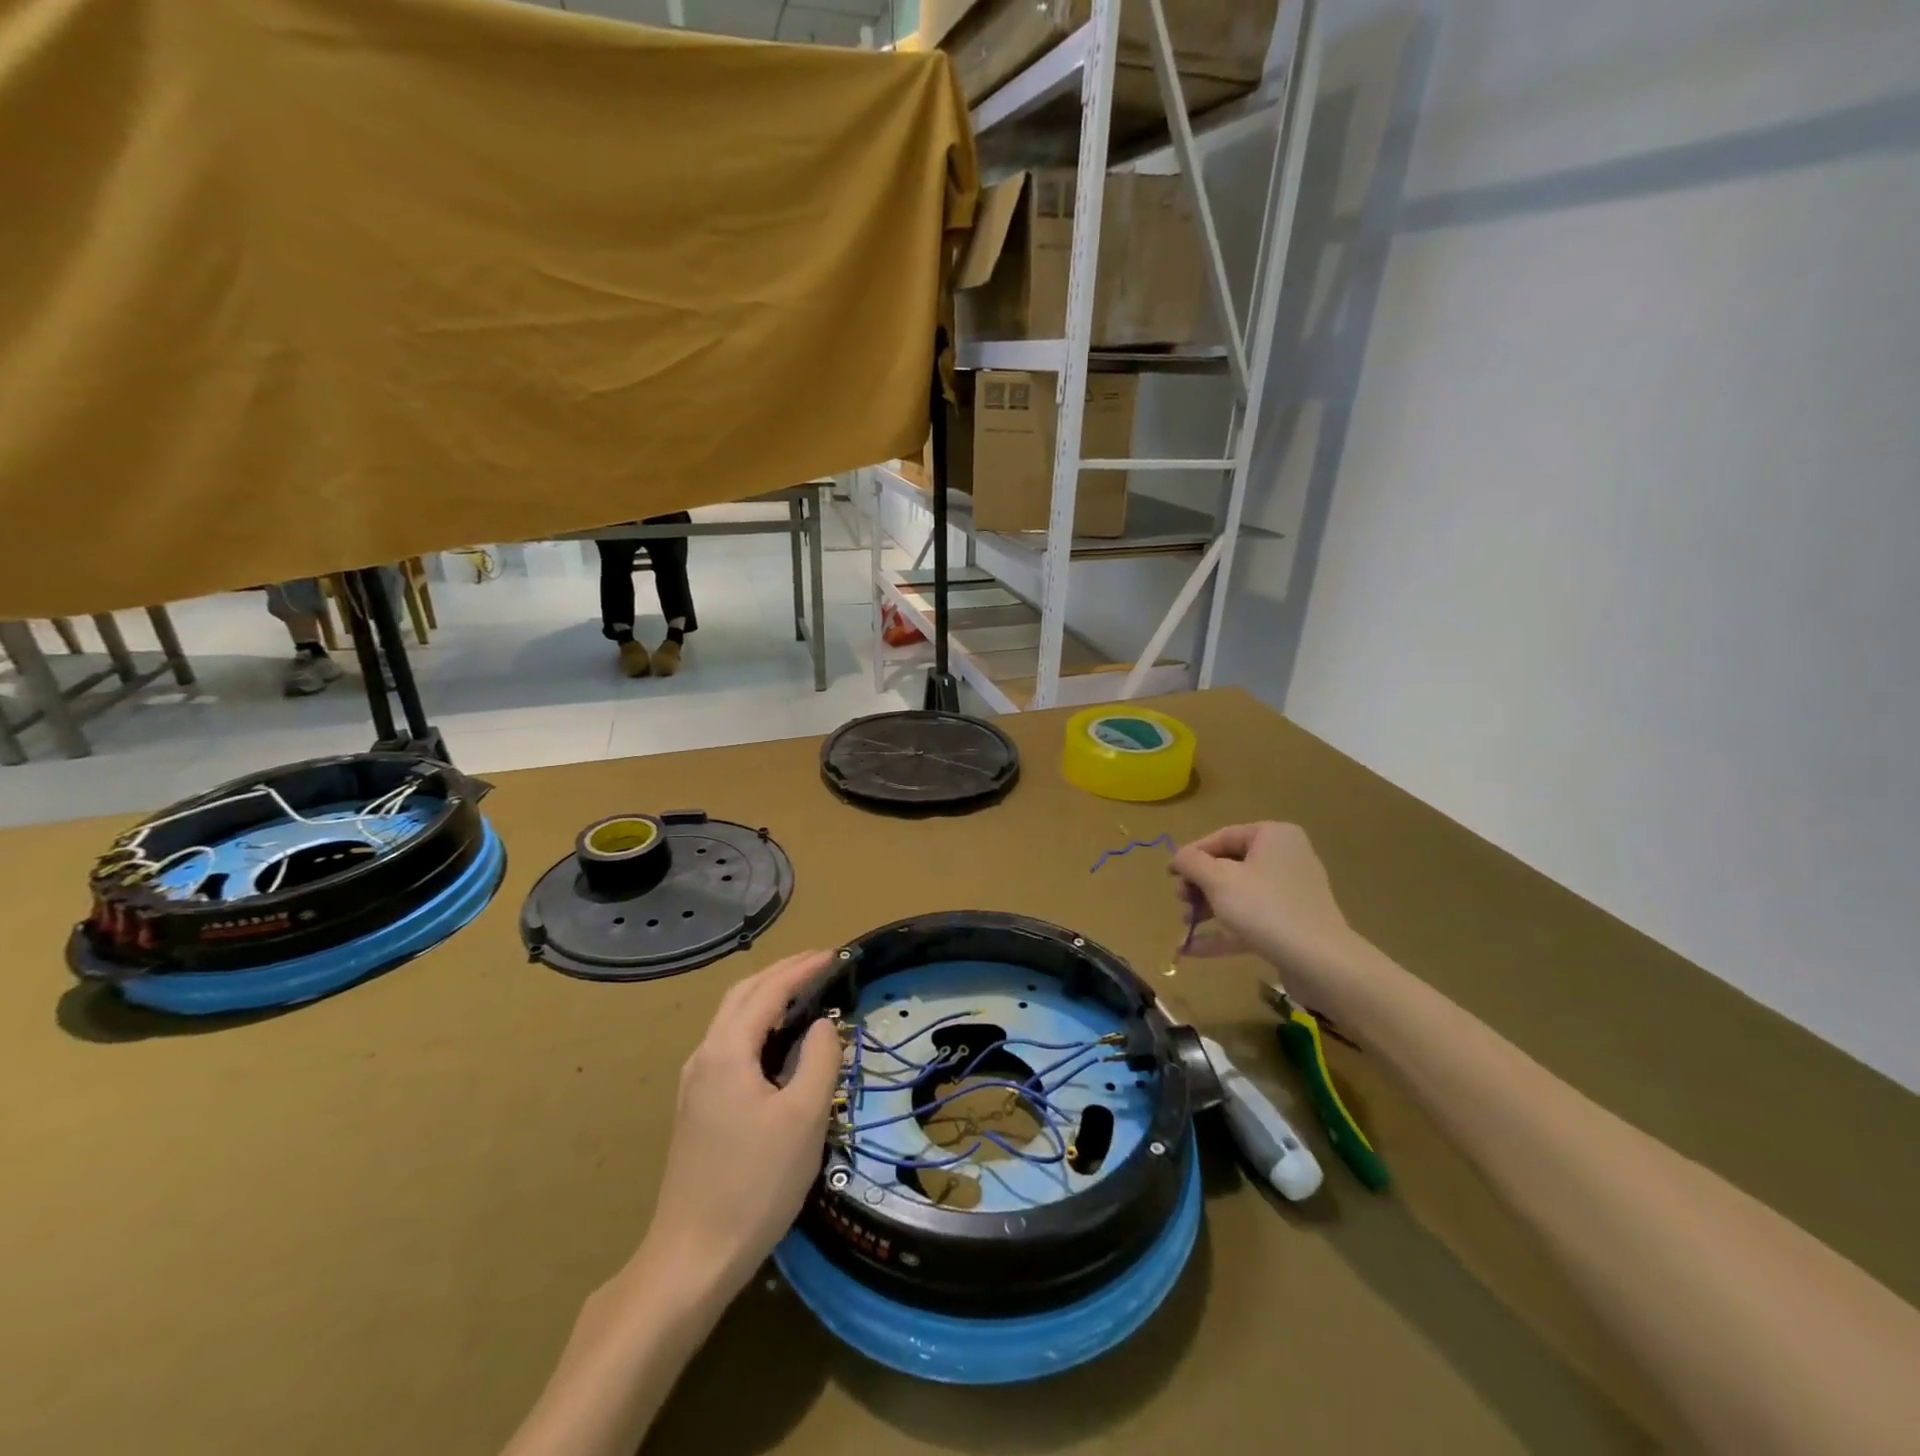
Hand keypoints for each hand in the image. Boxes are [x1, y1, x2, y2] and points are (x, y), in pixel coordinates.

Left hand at [638, 950, 842, 1301]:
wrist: (692, 1257)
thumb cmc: (755, 1184)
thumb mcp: (803, 1118)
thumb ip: (820, 1060)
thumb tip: (824, 1024)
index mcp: (727, 1051)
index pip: (768, 991)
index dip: (802, 968)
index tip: (835, 955)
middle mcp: (704, 1056)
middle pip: (742, 995)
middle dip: (781, 973)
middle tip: (820, 965)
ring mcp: (695, 1082)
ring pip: (732, 1019)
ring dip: (767, 996)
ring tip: (804, 993)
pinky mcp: (697, 1106)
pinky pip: (729, 1044)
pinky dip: (757, 1024)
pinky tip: (777, 1043)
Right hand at [1171, 823, 1362, 1005]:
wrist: (1321, 963)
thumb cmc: (1265, 908)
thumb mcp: (1219, 880)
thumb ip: (1192, 863)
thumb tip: (1179, 857)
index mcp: (1273, 836)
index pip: (1222, 837)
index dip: (1191, 855)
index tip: (1169, 875)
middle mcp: (1285, 858)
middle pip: (1229, 866)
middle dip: (1199, 886)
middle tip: (1180, 902)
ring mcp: (1290, 893)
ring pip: (1238, 895)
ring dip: (1207, 909)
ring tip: (1185, 926)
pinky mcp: (1291, 924)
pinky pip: (1250, 920)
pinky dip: (1223, 931)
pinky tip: (1192, 949)